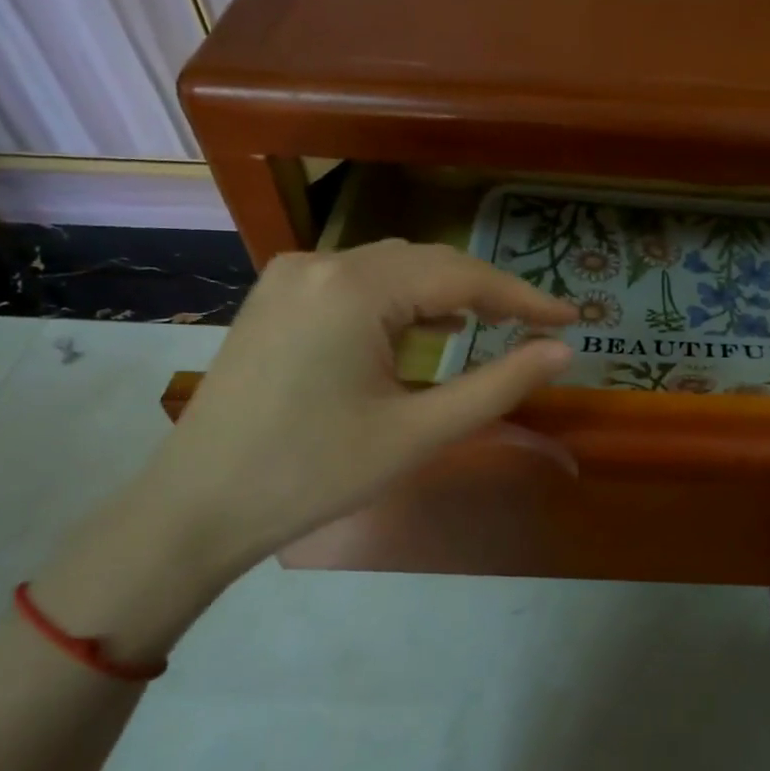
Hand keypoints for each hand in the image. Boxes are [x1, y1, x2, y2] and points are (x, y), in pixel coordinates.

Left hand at [33, 242, 575, 657]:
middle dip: (487, 291)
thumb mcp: (419, 433)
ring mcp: (291, 276)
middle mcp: (321, 263)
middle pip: (428, 262)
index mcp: (355, 288)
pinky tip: (425, 329)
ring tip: (492, 324)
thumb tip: (562, 351)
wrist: (196, 508)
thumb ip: (499, 385)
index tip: (572, 316)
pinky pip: (358, 282)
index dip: (524, 296)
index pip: (463, 277)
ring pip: (393, 268)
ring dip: (445, 292)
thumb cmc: (313, 474)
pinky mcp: (276, 298)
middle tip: (538, 324)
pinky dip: (402, 300)